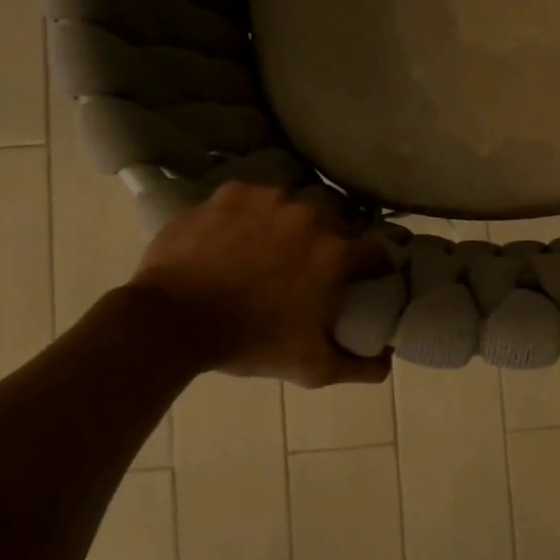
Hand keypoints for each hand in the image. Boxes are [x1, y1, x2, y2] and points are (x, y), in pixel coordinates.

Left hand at [128, 182, 390, 386]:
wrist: (172, 321)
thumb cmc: (250, 343)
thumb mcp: (312, 366)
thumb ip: (360, 366)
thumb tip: (387, 362)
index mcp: (337, 252)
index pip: (377, 251)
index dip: (374, 267)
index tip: (364, 280)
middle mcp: (310, 215)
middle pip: (336, 225)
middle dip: (331, 245)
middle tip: (310, 270)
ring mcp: (269, 199)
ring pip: (295, 208)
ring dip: (292, 227)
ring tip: (269, 252)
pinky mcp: (232, 193)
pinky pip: (255, 200)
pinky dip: (253, 216)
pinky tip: (238, 238)